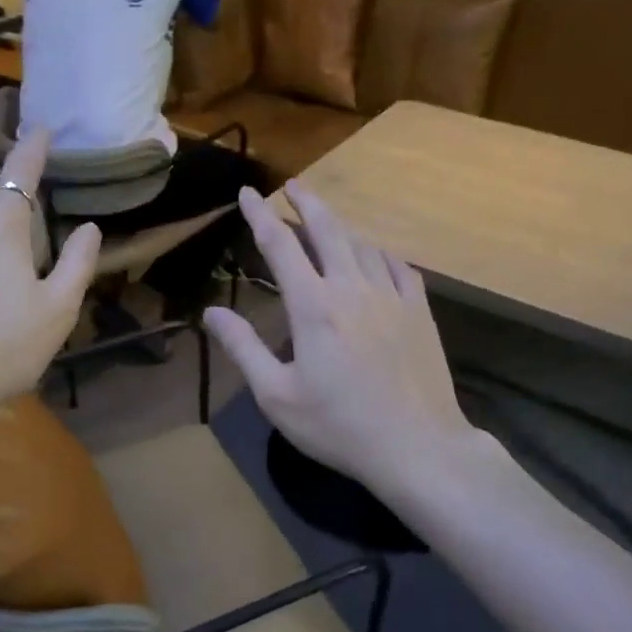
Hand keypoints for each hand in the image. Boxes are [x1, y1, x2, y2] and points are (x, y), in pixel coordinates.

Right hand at [204, 182, 477, 502]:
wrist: (418, 447)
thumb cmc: (338, 426)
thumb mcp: (276, 395)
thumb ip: (243, 348)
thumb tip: (211, 312)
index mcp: (313, 306)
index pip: (280, 245)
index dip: (261, 215)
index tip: (248, 192)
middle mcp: (352, 288)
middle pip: (328, 229)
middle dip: (306, 202)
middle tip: (292, 185)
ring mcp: (392, 297)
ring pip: (363, 244)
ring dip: (340, 225)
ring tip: (326, 217)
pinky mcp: (420, 312)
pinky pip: (398, 266)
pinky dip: (378, 252)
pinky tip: (374, 255)